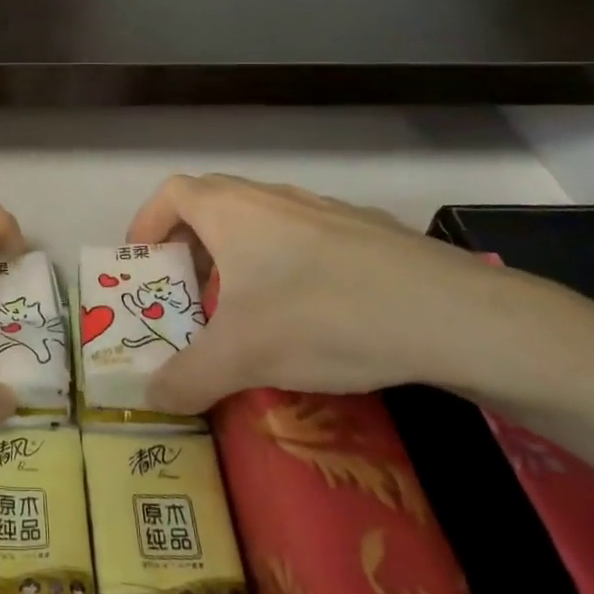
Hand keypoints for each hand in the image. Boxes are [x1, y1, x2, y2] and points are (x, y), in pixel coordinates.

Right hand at [127, 174, 537, 412]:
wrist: (450, 313)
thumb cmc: (322, 315)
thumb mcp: (242, 356)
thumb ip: (186, 378)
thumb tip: (148, 399)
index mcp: (231, 210)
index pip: (170, 194)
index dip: (147, 223)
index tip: (143, 265)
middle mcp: (271, 197)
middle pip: (211, 204)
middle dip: (189, 245)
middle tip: (188, 293)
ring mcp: (322, 209)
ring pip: (260, 221)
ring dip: (238, 255)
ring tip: (245, 309)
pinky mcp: (364, 231)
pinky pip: (304, 237)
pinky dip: (286, 264)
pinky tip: (311, 314)